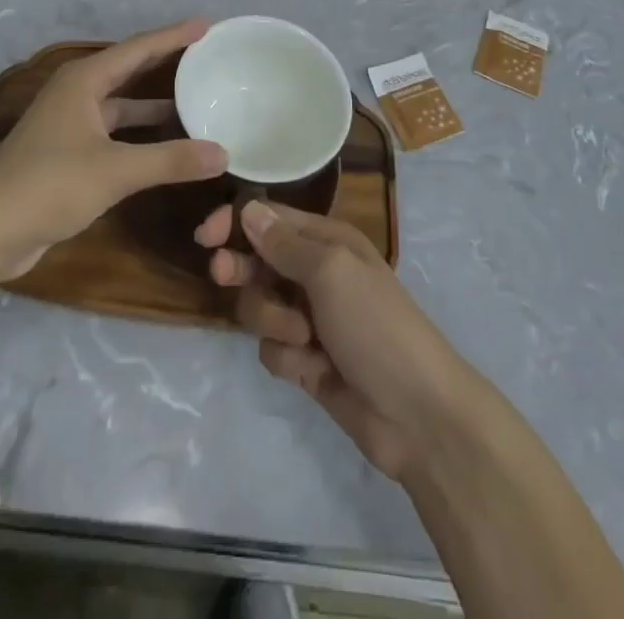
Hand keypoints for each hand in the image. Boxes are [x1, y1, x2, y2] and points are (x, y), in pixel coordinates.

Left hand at [0, 19, 227, 279]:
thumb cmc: (48, 185)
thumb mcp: (115, 171)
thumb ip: (170, 161)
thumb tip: (223, 153)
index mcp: (84, 81)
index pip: (139, 48)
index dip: (174, 36)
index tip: (207, 25)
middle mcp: (77, 94)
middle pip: (130, 69)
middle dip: (166, 62)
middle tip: (206, 55)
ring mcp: (71, 124)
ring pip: (123, 104)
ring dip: (155, 104)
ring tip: (196, 100)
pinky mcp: (69, 153)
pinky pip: (116, 132)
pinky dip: (142, 134)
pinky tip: (167, 144)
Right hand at [196, 201, 472, 480]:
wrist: (417, 415)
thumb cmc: (376, 326)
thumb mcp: (331, 272)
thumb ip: (285, 243)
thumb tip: (249, 209)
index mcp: (327, 241)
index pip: (269, 219)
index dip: (235, 222)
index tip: (206, 237)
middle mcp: (315, 273)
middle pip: (257, 261)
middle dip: (242, 270)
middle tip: (224, 276)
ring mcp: (310, 319)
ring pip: (259, 306)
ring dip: (271, 321)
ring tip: (303, 339)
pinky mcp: (306, 361)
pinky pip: (272, 349)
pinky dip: (287, 359)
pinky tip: (313, 371)